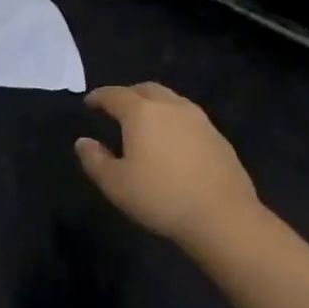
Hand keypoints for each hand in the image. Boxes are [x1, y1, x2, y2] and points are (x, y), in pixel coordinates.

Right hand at [75, 83, 258, 249]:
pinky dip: (174, 121)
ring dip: (154, 105)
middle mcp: (170, 107)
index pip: (114, 94)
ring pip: (170, 100)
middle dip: (128, 94)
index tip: (89, 103)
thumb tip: (83, 142)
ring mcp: (199, 120)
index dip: (99, 97)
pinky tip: (172, 142)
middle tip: (117, 108)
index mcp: (141, 113)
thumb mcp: (116, 184)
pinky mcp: (218, 137)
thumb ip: (94, 159)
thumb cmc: (162, 197)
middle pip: (145, 89)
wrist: (225, 218)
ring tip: (145, 123)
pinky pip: (188, 118)